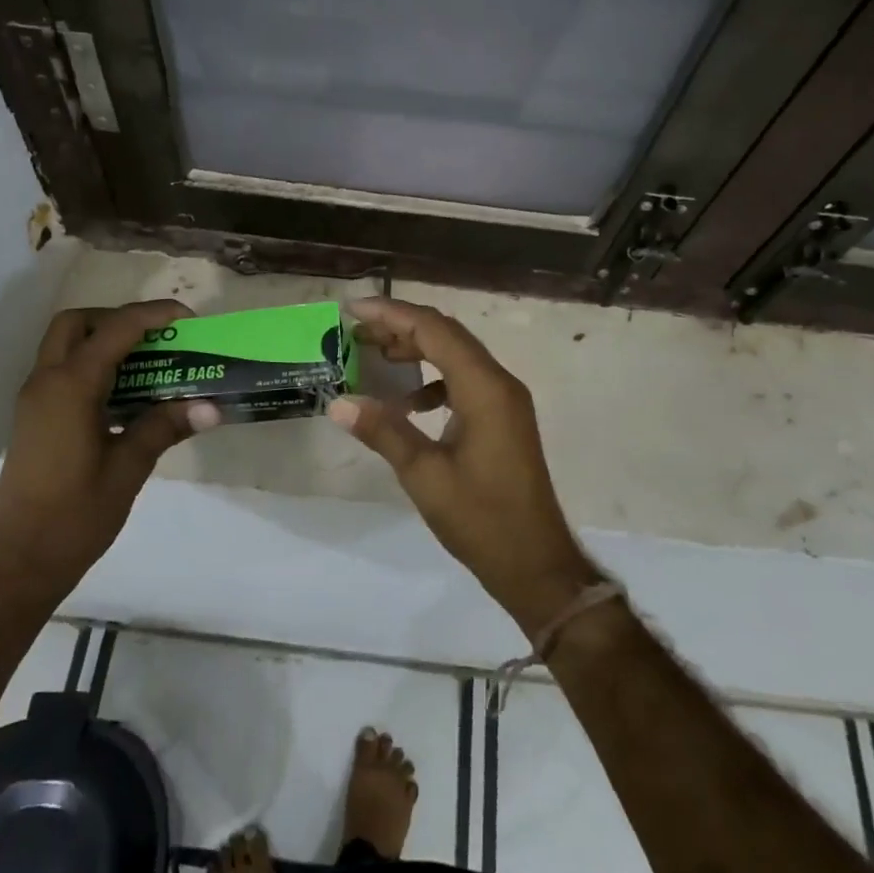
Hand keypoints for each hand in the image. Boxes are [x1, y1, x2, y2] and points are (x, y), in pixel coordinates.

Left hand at [0, 300, 220, 593]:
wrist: (18, 563)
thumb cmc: (75, 516)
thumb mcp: (128, 468)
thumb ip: (165, 427)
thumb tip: (212, 406)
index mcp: (70, 387)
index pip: (115, 330)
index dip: (153, 315)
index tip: (188, 318)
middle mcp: (46, 382)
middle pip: (77, 323)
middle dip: (118, 319)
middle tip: (157, 338)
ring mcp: (34, 401)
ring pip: (65, 346)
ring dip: (104, 341)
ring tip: (149, 363)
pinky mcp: (33, 419)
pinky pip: (62, 372)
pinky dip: (93, 366)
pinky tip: (125, 396)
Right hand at [328, 297, 598, 636]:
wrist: (536, 564)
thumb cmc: (481, 519)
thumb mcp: (424, 475)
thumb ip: (383, 431)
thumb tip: (338, 402)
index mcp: (484, 388)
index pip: (434, 330)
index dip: (392, 314)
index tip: (352, 309)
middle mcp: (499, 383)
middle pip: (447, 336)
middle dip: (401, 327)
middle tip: (356, 331)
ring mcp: (505, 401)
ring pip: (456, 356)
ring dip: (417, 351)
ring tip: (374, 356)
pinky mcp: (503, 419)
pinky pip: (464, 382)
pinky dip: (433, 381)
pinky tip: (408, 403)